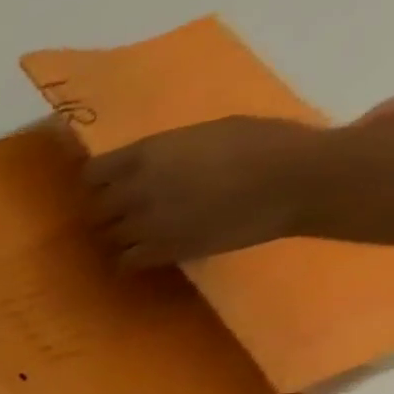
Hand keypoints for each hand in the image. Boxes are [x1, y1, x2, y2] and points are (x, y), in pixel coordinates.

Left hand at [83, 116, 330, 267]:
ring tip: (148, 230)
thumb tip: (149, 165)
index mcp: (147, 155)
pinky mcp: (158, 251)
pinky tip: (151, 250)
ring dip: (124, 234)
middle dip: (111, 210)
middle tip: (133, 208)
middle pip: (96, 209)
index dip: (99, 179)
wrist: (301, 180)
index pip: (92, 173)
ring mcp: (143, 225)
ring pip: (109, 236)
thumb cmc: (268, 144)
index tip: (110, 182)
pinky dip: (133, 257)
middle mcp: (134, 191)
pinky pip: (125, 261)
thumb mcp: (211, 132)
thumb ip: (169, 151)